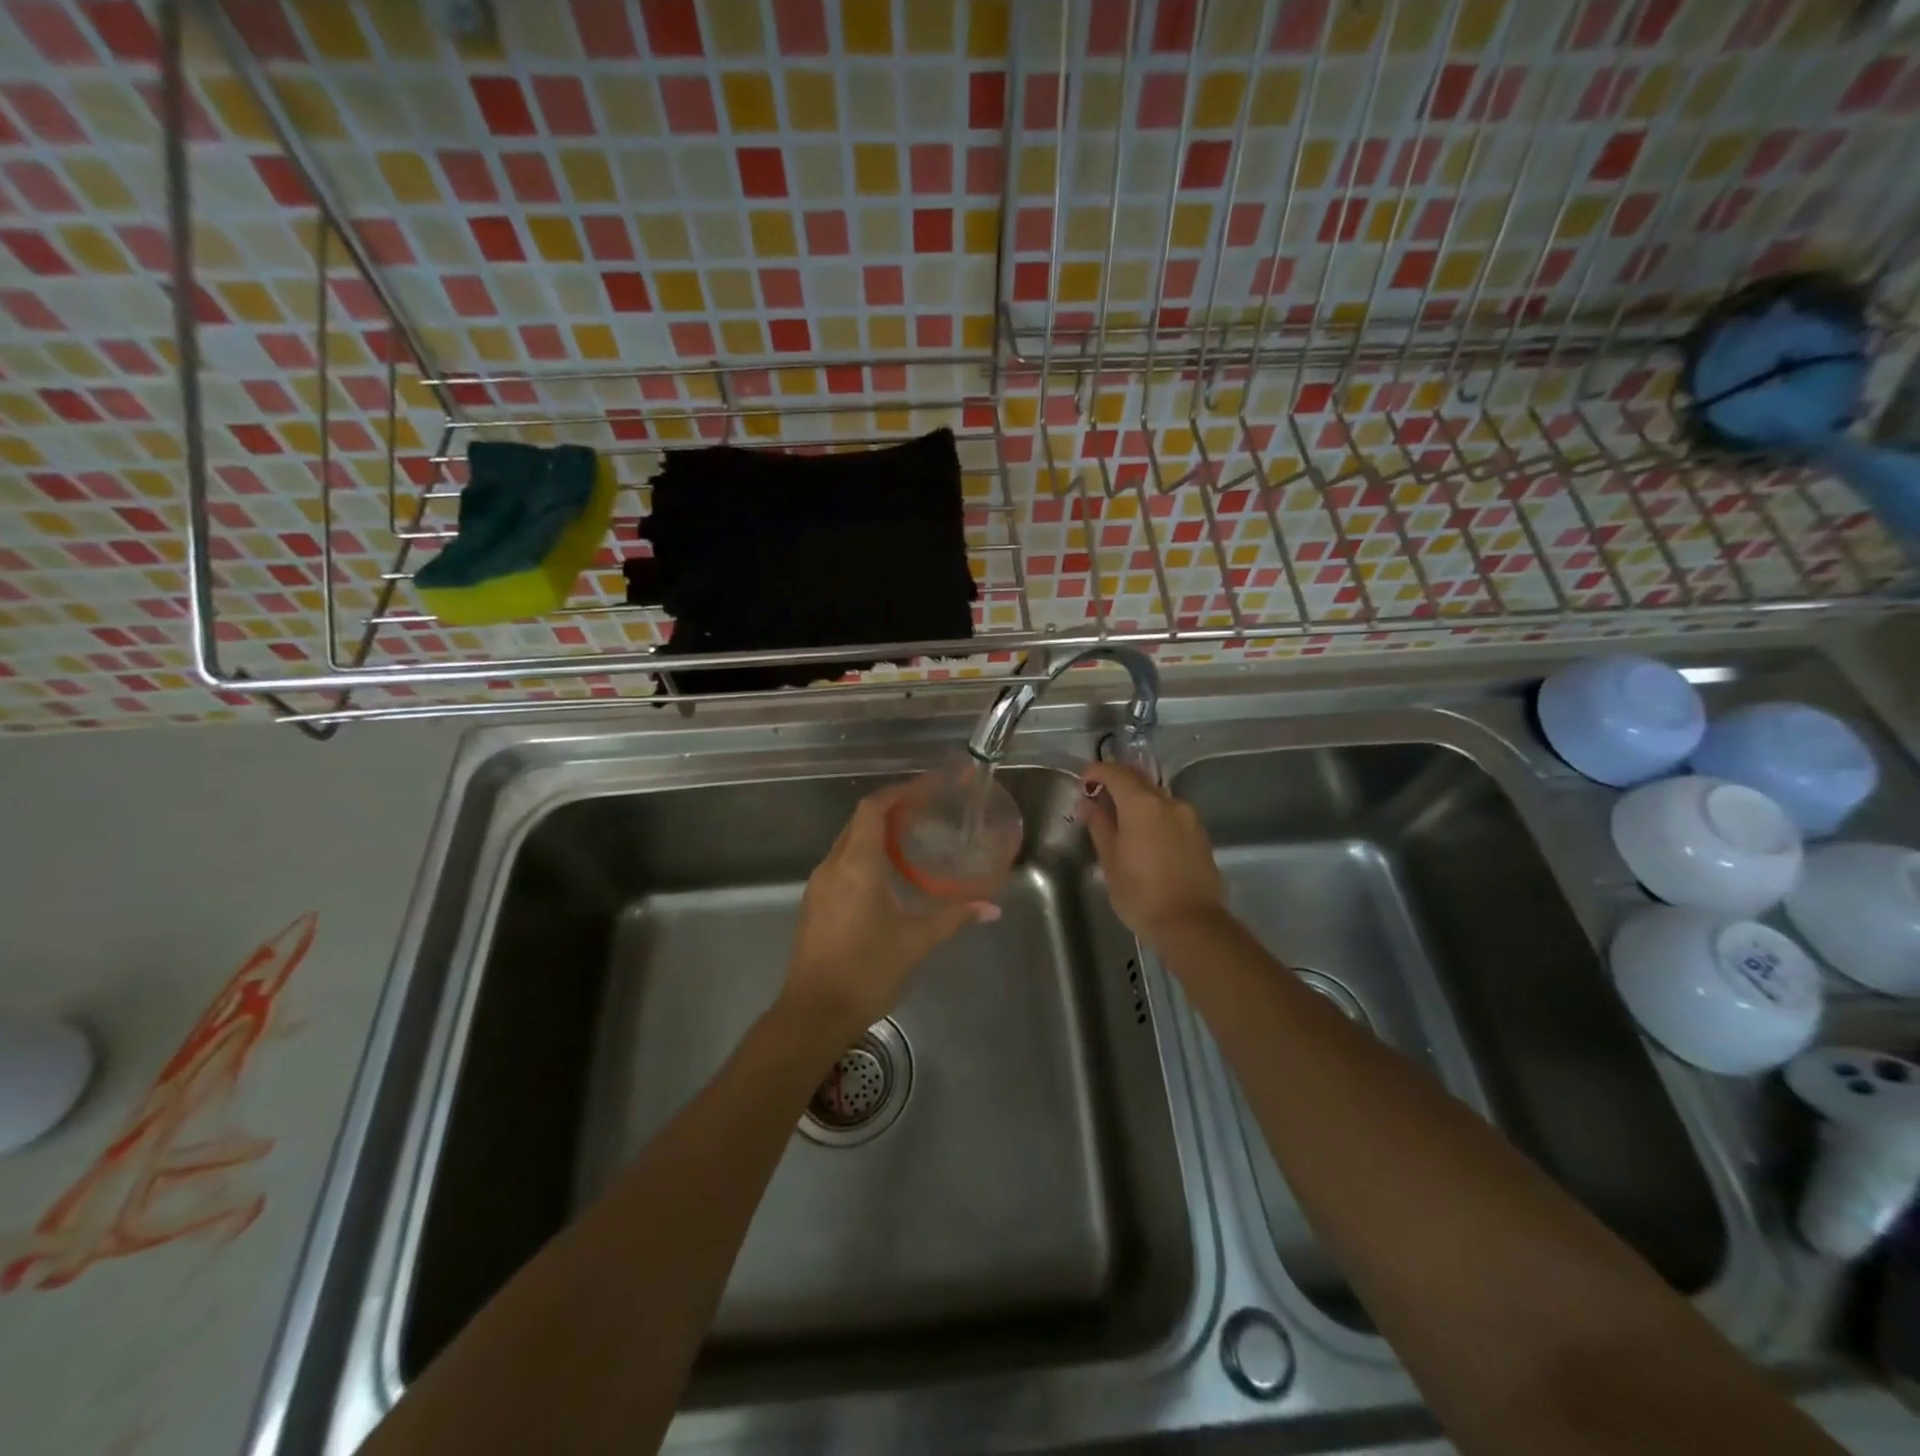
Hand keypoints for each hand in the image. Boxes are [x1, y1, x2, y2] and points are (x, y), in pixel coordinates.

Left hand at [780, 782, 997, 1045]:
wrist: (814, 1013)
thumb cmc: (867, 970)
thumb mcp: (916, 941)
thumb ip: (953, 917)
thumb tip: (990, 908)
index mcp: (856, 865)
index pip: (872, 809)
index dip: (897, 793)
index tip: (923, 789)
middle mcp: (832, 867)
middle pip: (858, 823)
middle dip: (889, 811)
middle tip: (923, 812)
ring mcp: (818, 887)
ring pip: (847, 845)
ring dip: (874, 836)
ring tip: (909, 841)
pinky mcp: (814, 906)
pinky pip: (840, 866)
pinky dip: (863, 858)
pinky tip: (885, 877)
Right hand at [1077, 760, 1226, 945]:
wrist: (1192, 924)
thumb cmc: (1141, 895)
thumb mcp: (1111, 861)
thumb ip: (1099, 826)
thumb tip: (1088, 804)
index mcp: (1142, 804)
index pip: (1115, 773)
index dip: (1095, 772)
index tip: (1082, 782)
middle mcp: (1168, 802)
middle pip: (1138, 778)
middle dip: (1116, 780)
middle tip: (1098, 795)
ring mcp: (1188, 817)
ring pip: (1156, 795)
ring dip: (1136, 798)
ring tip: (1120, 818)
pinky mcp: (1199, 834)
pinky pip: (1171, 812)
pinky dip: (1154, 813)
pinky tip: (1145, 834)